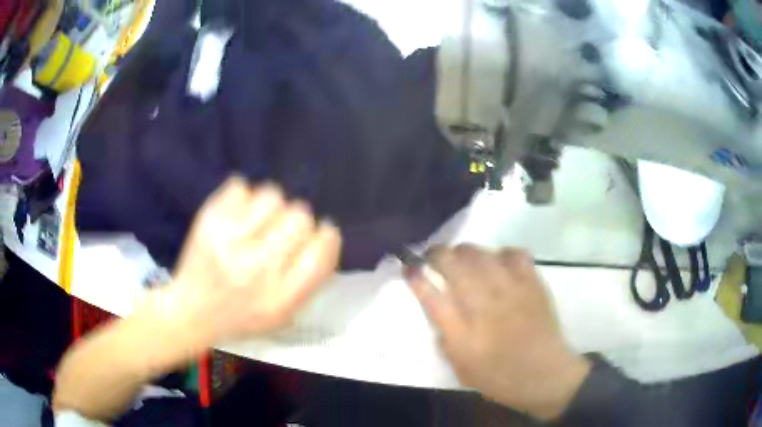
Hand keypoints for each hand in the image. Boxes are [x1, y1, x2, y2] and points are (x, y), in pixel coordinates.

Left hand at [167, 176, 341, 342]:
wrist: (191, 312)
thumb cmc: (241, 316)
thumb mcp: (284, 315)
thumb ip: (311, 280)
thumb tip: (327, 236)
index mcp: (281, 297)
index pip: (321, 250)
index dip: (326, 235)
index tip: (320, 233)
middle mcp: (256, 269)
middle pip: (300, 216)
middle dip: (297, 221)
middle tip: (282, 231)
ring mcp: (228, 242)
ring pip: (272, 195)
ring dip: (271, 206)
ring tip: (259, 221)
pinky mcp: (208, 222)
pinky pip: (240, 187)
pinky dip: (243, 198)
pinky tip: (237, 216)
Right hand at [406, 245, 590, 419]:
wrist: (546, 377)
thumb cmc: (500, 378)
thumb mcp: (461, 367)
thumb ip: (446, 336)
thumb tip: (438, 306)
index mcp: (463, 334)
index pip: (431, 296)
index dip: (416, 277)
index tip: (408, 267)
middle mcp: (485, 307)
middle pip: (454, 265)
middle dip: (437, 254)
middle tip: (432, 257)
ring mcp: (512, 292)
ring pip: (481, 255)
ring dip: (465, 251)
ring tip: (461, 256)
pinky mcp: (533, 284)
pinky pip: (514, 254)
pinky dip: (501, 253)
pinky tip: (498, 263)